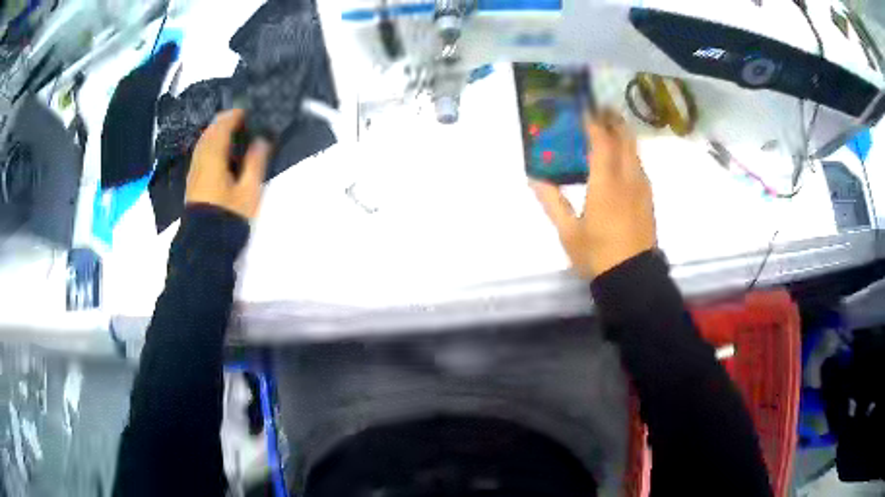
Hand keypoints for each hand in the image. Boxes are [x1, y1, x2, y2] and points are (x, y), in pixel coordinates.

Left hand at [185, 109, 271, 219]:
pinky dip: (211, 144)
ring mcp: (194, 169)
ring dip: (216, 132)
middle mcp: (201, 158)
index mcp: (214, 157)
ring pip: (204, 141)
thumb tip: (262, 140)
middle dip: (224, 121)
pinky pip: (201, 152)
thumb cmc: (229, 215)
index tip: (249, 110)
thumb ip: (255, 162)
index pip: (223, 127)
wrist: (205, 242)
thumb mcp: (248, 191)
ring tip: (232, 131)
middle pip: (210, 131)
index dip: (235, 115)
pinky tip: (220, 151)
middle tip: (241, 118)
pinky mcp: (193, 180)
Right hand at [533, 110, 656, 278]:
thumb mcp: (568, 232)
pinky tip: (621, 159)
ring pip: (635, 151)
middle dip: (613, 120)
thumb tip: (534, 178)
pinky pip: (639, 165)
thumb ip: (552, 202)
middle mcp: (627, 178)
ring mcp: (641, 187)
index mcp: (605, 183)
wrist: (633, 277)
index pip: (601, 141)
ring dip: (623, 135)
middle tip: (601, 109)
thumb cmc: (597, 254)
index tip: (584, 108)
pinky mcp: (648, 198)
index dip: (593, 122)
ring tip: (610, 128)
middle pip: (624, 138)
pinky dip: (630, 152)